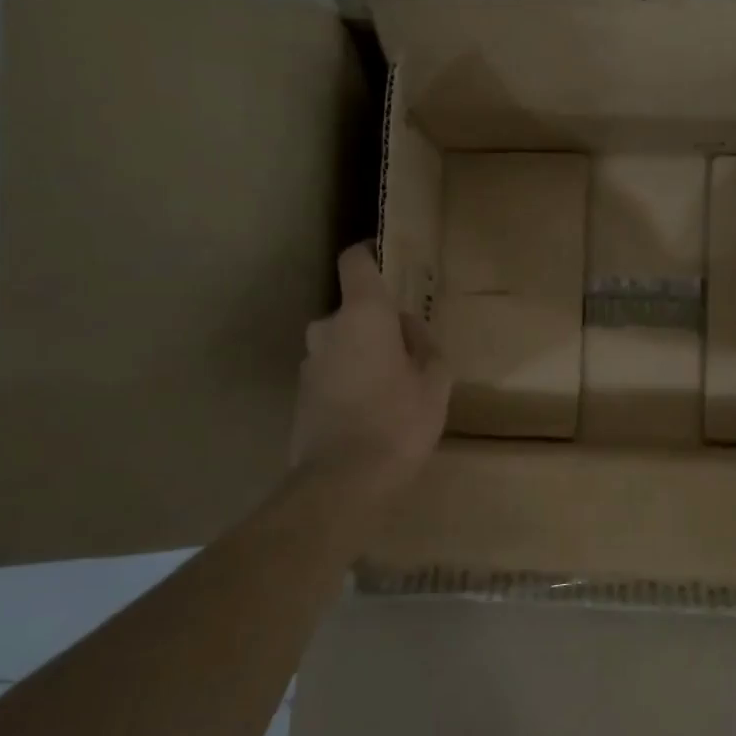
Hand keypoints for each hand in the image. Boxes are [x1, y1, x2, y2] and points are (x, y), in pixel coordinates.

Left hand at [292, 243, 449, 490]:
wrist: (343, 481)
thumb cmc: (399, 421)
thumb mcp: (435, 381)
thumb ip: (424, 344)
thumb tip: (407, 327)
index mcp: (363, 315)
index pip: (355, 262)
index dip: (368, 254)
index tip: (385, 257)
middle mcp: (327, 328)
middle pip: (353, 310)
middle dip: (377, 324)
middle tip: (407, 352)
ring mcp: (309, 362)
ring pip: (342, 344)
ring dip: (362, 354)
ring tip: (391, 388)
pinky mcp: (301, 394)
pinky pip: (331, 372)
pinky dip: (349, 380)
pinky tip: (370, 412)